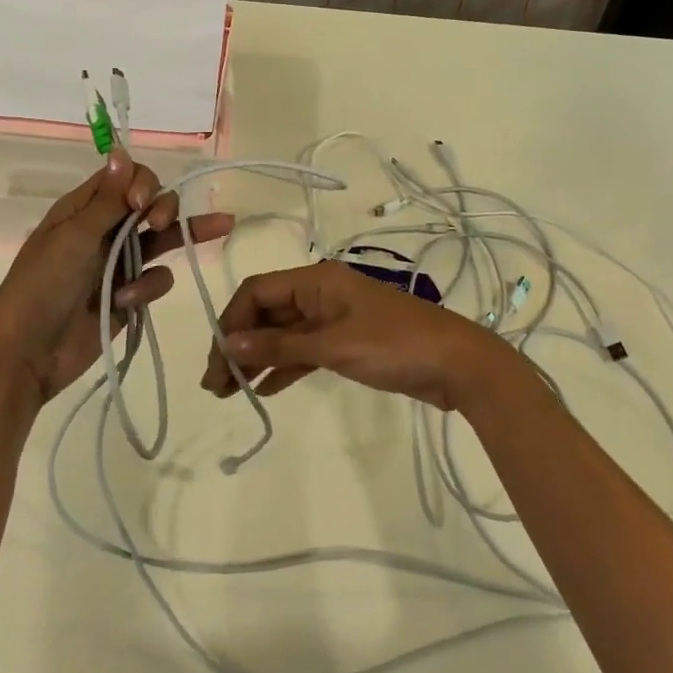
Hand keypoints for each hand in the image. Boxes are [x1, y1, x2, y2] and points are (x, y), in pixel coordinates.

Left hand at [0, 152, 233, 405]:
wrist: (28, 352)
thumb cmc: (43, 284)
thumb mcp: (75, 236)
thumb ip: (107, 198)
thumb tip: (121, 150)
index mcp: (84, 209)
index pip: (127, 178)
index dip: (143, 184)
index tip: (140, 205)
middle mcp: (105, 231)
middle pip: (152, 205)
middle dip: (165, 208)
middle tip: (162, 225)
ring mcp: (119, 264)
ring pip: (164, 240)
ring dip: (178, 238)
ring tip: (218, 230)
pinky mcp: (131, 296)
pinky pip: (157, 279)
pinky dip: (148, 288)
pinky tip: (127, 302)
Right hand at [199, 260, 528, 412]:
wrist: (457, 364)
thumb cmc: (394, 345)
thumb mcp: (334, 346)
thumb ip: (280, 346)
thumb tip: (227, 343)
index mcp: (316, 281)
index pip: (257, 292)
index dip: (231, 322)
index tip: (216, 360)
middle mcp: (320, 294)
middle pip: (267, 313)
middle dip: (238, 344)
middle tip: (215, 385)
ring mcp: (334, 319)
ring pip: (283, 334)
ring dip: (257, 358)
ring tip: (230, 392)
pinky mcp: (346, 343)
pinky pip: (304, 350)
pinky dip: (284, 367)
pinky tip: (265, 389)